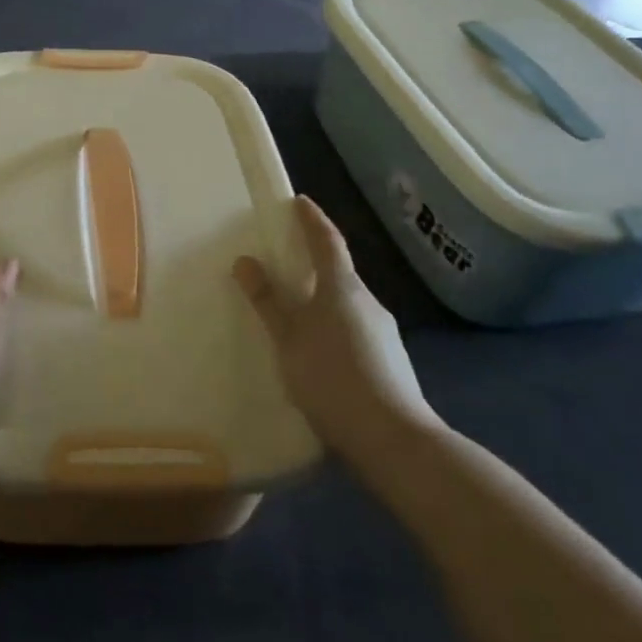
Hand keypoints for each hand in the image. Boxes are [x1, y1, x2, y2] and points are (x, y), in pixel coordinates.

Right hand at [234, 196, 436, 462]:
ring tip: (295, 314)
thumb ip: (268, 302)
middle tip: (285, 262)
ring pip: (347, 303)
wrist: (395, 441)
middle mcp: (368, 301)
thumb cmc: (332, 379)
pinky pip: (355, 329)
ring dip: (323, 300)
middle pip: (338, 271)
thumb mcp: (288, 340)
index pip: (327, 240)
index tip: (299, 201)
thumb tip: (246, 261)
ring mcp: (384, 332)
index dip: (312, 219)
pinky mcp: (391, 360)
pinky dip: (334, 327)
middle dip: (314, 263)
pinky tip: (319, 353)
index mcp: (342, 288)